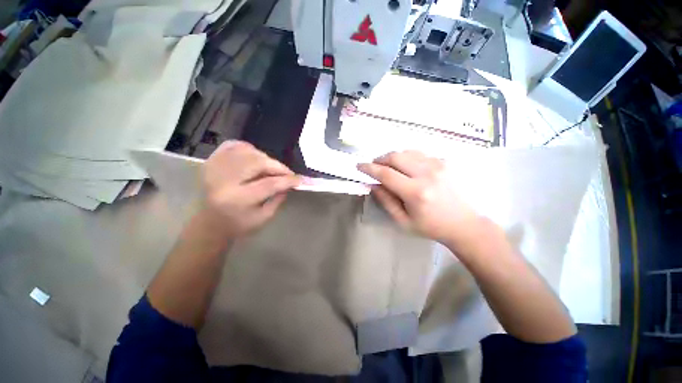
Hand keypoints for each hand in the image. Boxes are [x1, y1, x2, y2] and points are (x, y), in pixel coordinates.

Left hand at [201, 141, 299, 237]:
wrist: (209, 223)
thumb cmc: (239, 224)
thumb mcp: (264, 217)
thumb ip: (279, 198)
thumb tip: (289, 182)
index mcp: (238, 199)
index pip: (269, 184)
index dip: (288, 180)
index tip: (299, 180)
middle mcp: (224, 181)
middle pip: (258, 163)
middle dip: (278, 166)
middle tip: (287, 173)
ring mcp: (214, 168)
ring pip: (247, 152)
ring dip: (265, 158)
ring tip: (271, 168)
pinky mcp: (210, 161)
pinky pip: (233, 145)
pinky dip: (248, 148)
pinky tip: (255, 157)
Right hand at [357, 151, 480, 247]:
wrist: (464, 224)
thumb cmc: (431, 226)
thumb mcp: (403, 220)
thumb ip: (386, 201)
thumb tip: (372, 184)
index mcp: (416, 193)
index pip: (386, 174)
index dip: (369, 168)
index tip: (359, 166)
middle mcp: (428, 174)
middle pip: (396, 156)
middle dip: (380, 159)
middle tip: (374, 166)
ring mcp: (438, 165)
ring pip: (407, 151)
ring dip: (393, 157)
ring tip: (389, 167)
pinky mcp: (444, 162)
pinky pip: (419, 153)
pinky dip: (407, 158)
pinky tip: (406, 168)